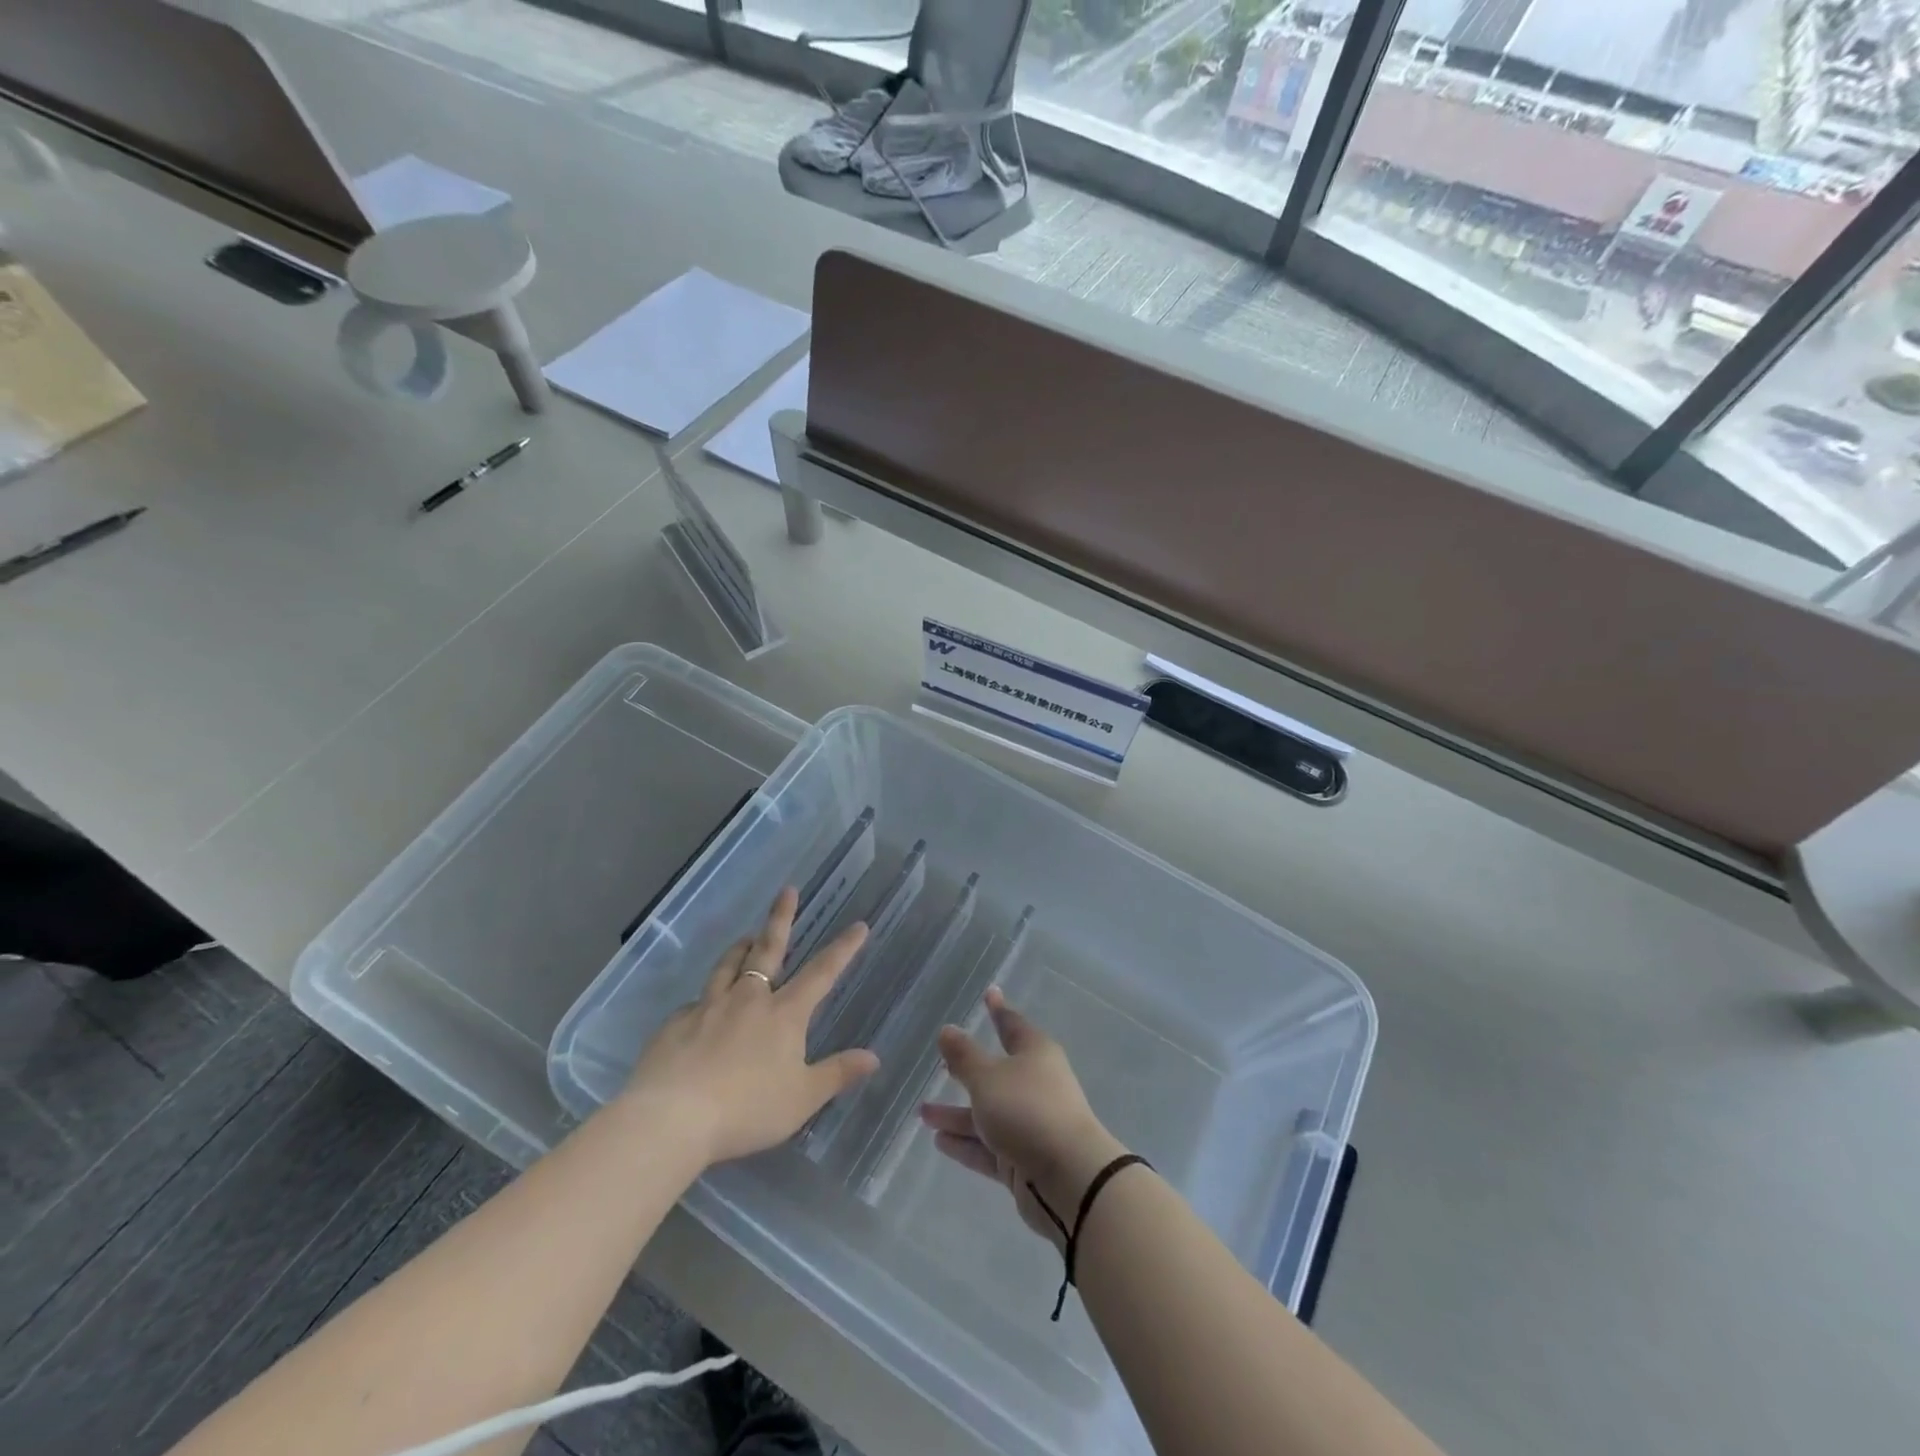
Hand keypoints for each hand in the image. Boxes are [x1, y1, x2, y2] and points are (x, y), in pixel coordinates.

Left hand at [621, 887, 877, 1166]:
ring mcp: (708, 1006)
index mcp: (783, 1014)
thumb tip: (874, 1057)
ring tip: (745, 938)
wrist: (672, 1118)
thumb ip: (836, 1074)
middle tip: (787, 890)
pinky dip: (705, 999)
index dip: (843, 949)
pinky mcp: (676, 1024)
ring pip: (727, 966)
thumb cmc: (746, 1109)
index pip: (821, 973)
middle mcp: (748, 999)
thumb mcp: (801, 1099)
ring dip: (740, 948)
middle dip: (781, 918)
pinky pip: (695, 1003)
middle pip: (768, 949)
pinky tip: (701, 1010)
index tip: (858, 926)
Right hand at [919, 988, 1125, 1246]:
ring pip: (988, 1113)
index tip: (989, 993)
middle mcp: (1035, 1085)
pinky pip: (989, 1146)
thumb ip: (964, 1056)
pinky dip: (966, 1143)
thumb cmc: (1027, 1111)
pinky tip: (939, 1141)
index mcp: (1035, 1054)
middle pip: (997, 1072)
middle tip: (943, 1063)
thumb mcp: (988, 1078)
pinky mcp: (1024, 1160)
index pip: (1012, 1024)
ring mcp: (1031, 1124)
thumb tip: (947, 1030)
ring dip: (957, 1114)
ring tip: (923, 1113)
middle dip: (968, 1069)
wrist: (1069, 1179)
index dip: (998, 1009)